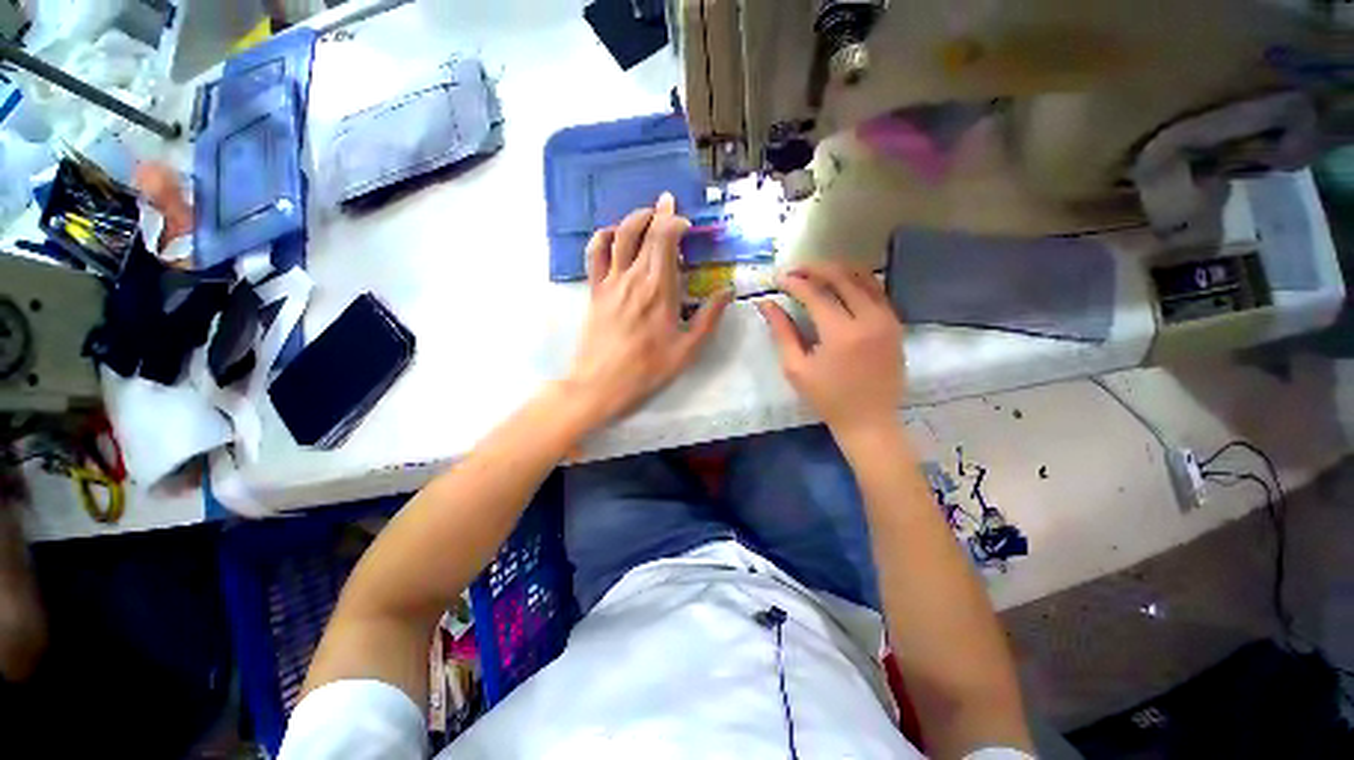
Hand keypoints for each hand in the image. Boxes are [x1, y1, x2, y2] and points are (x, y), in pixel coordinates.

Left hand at [564, 193, 731, 427]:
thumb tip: (727, 292)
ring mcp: (610, 282)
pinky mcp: (595, 291)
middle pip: (645, 232)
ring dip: (634, 218)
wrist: (600, 385)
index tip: (687, 225)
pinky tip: (613, 235)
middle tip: (670, 203)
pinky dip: (603, 237)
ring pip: (619, 235)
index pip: (665, 238)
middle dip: (660, 212)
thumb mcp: (687, 350)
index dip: (676, 222)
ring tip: (647, 214)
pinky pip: (595, 254)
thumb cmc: (647, 370)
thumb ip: (709, 318)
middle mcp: (634, 277)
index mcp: (659, 289)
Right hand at [757, 263, 904, 439]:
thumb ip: (781, 332)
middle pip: (842, 277)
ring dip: (838, 270)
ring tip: (816, 272)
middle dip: (815, 268)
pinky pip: (877, 291)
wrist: (869, 420)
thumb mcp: (796, 368)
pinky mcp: (895, 324)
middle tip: (795, 270)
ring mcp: (887, 319)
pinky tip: (841, 285)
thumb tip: (766, 304)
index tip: (778, 278)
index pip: (815, 293)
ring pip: (864, 278)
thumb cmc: (827, 398)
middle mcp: (869, 319)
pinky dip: (857, 281)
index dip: (794, 282)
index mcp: (841, 333)